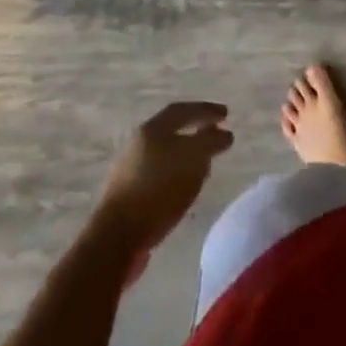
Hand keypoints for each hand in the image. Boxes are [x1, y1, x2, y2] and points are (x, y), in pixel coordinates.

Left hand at [95, 101, 233, 266]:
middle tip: (215, 134)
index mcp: (151, 129)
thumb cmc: (159, 189)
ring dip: (186, 155)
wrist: (118, 236)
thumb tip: (224, 134)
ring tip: (204, 163)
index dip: (206, 110)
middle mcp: (137, 144)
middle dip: (195, 132)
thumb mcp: (194, 158)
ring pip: (164, 154)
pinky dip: (176, 174)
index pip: (182, 110)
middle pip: (170, 131)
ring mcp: (129, 170)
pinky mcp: (128, 195)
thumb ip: (211, 141)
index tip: (226, 114)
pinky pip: (158, 175)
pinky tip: (185, 187)